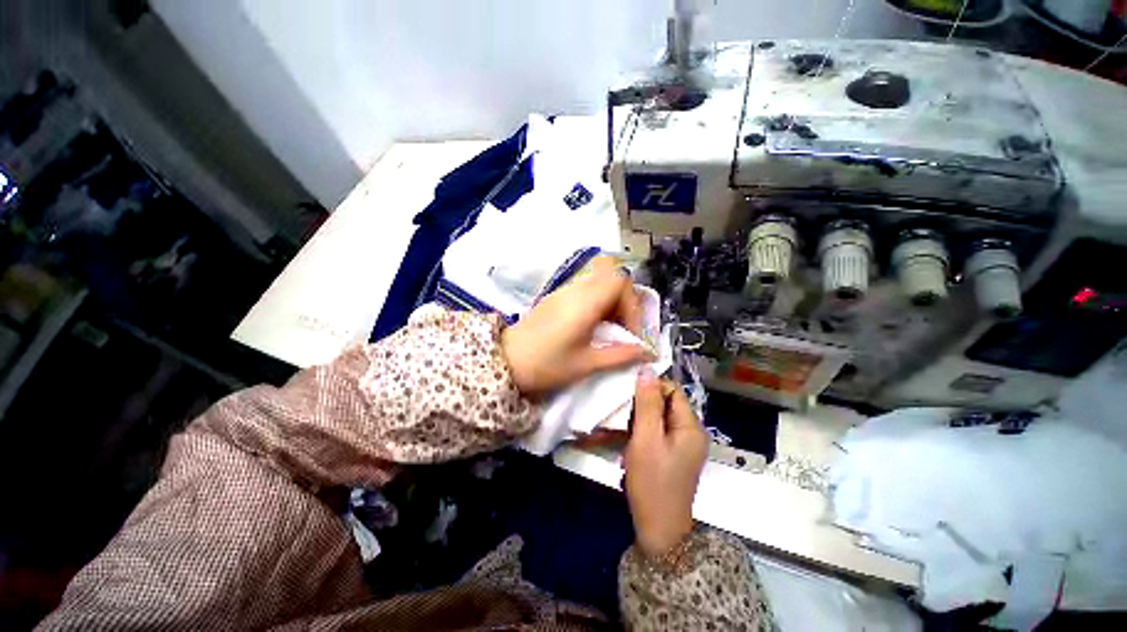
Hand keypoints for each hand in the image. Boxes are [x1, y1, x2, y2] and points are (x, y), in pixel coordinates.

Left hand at [501, 256, 649, 398]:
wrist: (506, 361)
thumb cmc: (547, 365)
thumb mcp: (587, 363)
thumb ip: (621, 354)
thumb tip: (649, 352)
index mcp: (585, 303)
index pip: (620, 281)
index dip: (633, 304)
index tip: (630, 331)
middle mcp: (575, 290)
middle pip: (611, 277)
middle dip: (624, 301)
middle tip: (623, 328)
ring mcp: (564, 291)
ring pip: (599, 281)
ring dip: (611, 301)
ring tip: (609, 329)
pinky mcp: (556, 297)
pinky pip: (585, 289)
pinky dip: (598, 302)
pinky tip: (592, 325)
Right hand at [624, 370, 708, 556]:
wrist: (658, 530)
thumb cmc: (653, 482)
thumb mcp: (647, 438)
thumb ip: (647, 403)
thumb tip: (647, 370)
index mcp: (690, 426)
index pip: (673, 390)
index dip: (651, 387)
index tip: (628, 394)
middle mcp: (689, 432)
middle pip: (664, 403)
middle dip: (640, 405)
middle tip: (619, 412)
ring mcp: (679, 445)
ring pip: (656, 418)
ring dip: (635, 420)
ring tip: (614, 425)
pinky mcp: (669, 455)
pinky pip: (653, 433)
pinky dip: (637, 433)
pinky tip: (619, 438)